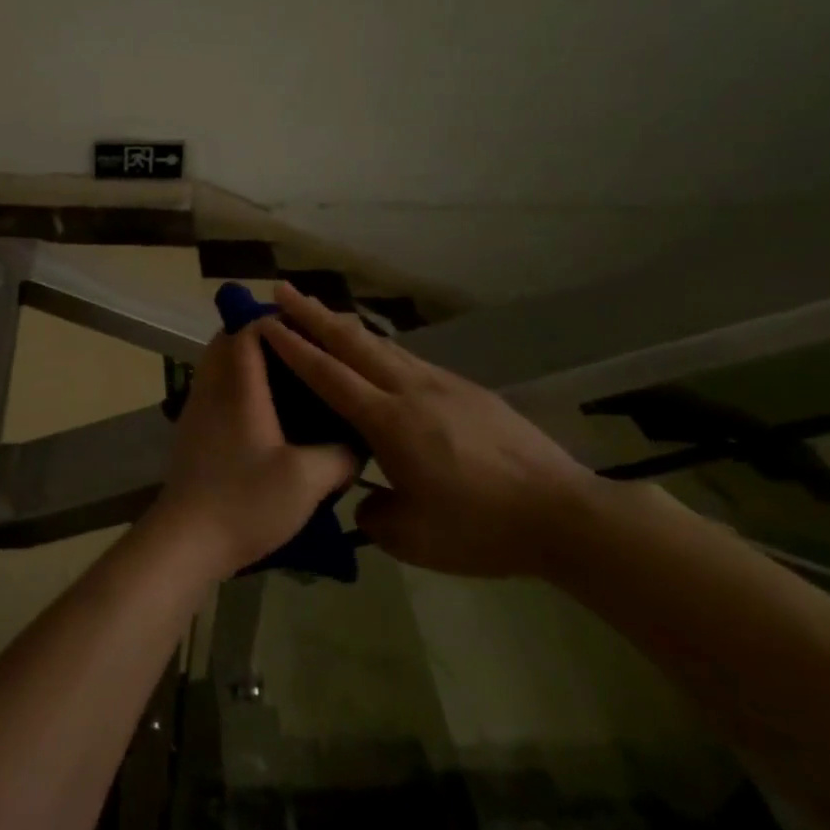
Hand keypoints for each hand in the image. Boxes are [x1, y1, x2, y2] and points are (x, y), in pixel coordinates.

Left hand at [144, 327, 358, 581]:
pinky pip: (215, 391)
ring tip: (289, 381)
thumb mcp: (307, 480)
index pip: (248, 330)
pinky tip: (267, 416)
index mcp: (238, 387)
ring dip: (247, 363)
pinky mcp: (192, 433)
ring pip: (218, 366)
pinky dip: (238, 387)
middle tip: (300, 352)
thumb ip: (340, 455)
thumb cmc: (245, 501)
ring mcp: (196, 410)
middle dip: (261, 338)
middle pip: (227, 342)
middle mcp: (211, 388)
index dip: (276, 322)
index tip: (310, 330)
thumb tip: (357, 443)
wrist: (185, 541)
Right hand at [257, 283, 600, 577]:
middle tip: (282, 290)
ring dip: (345, 324)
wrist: (562, 513)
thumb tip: (367, 503)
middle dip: (312, 314)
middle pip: (352, 342)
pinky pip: (409, 359)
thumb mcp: (414, 539)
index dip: (294, 348)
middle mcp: (409, 391)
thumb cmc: (481, 528)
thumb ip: (376, 517)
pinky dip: (380, 345)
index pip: (329, 376)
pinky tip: (378, 350)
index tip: (267, 322)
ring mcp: (441, 384)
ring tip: (321, 310)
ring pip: (382, 344)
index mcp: (389, 423)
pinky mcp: (466, 389)